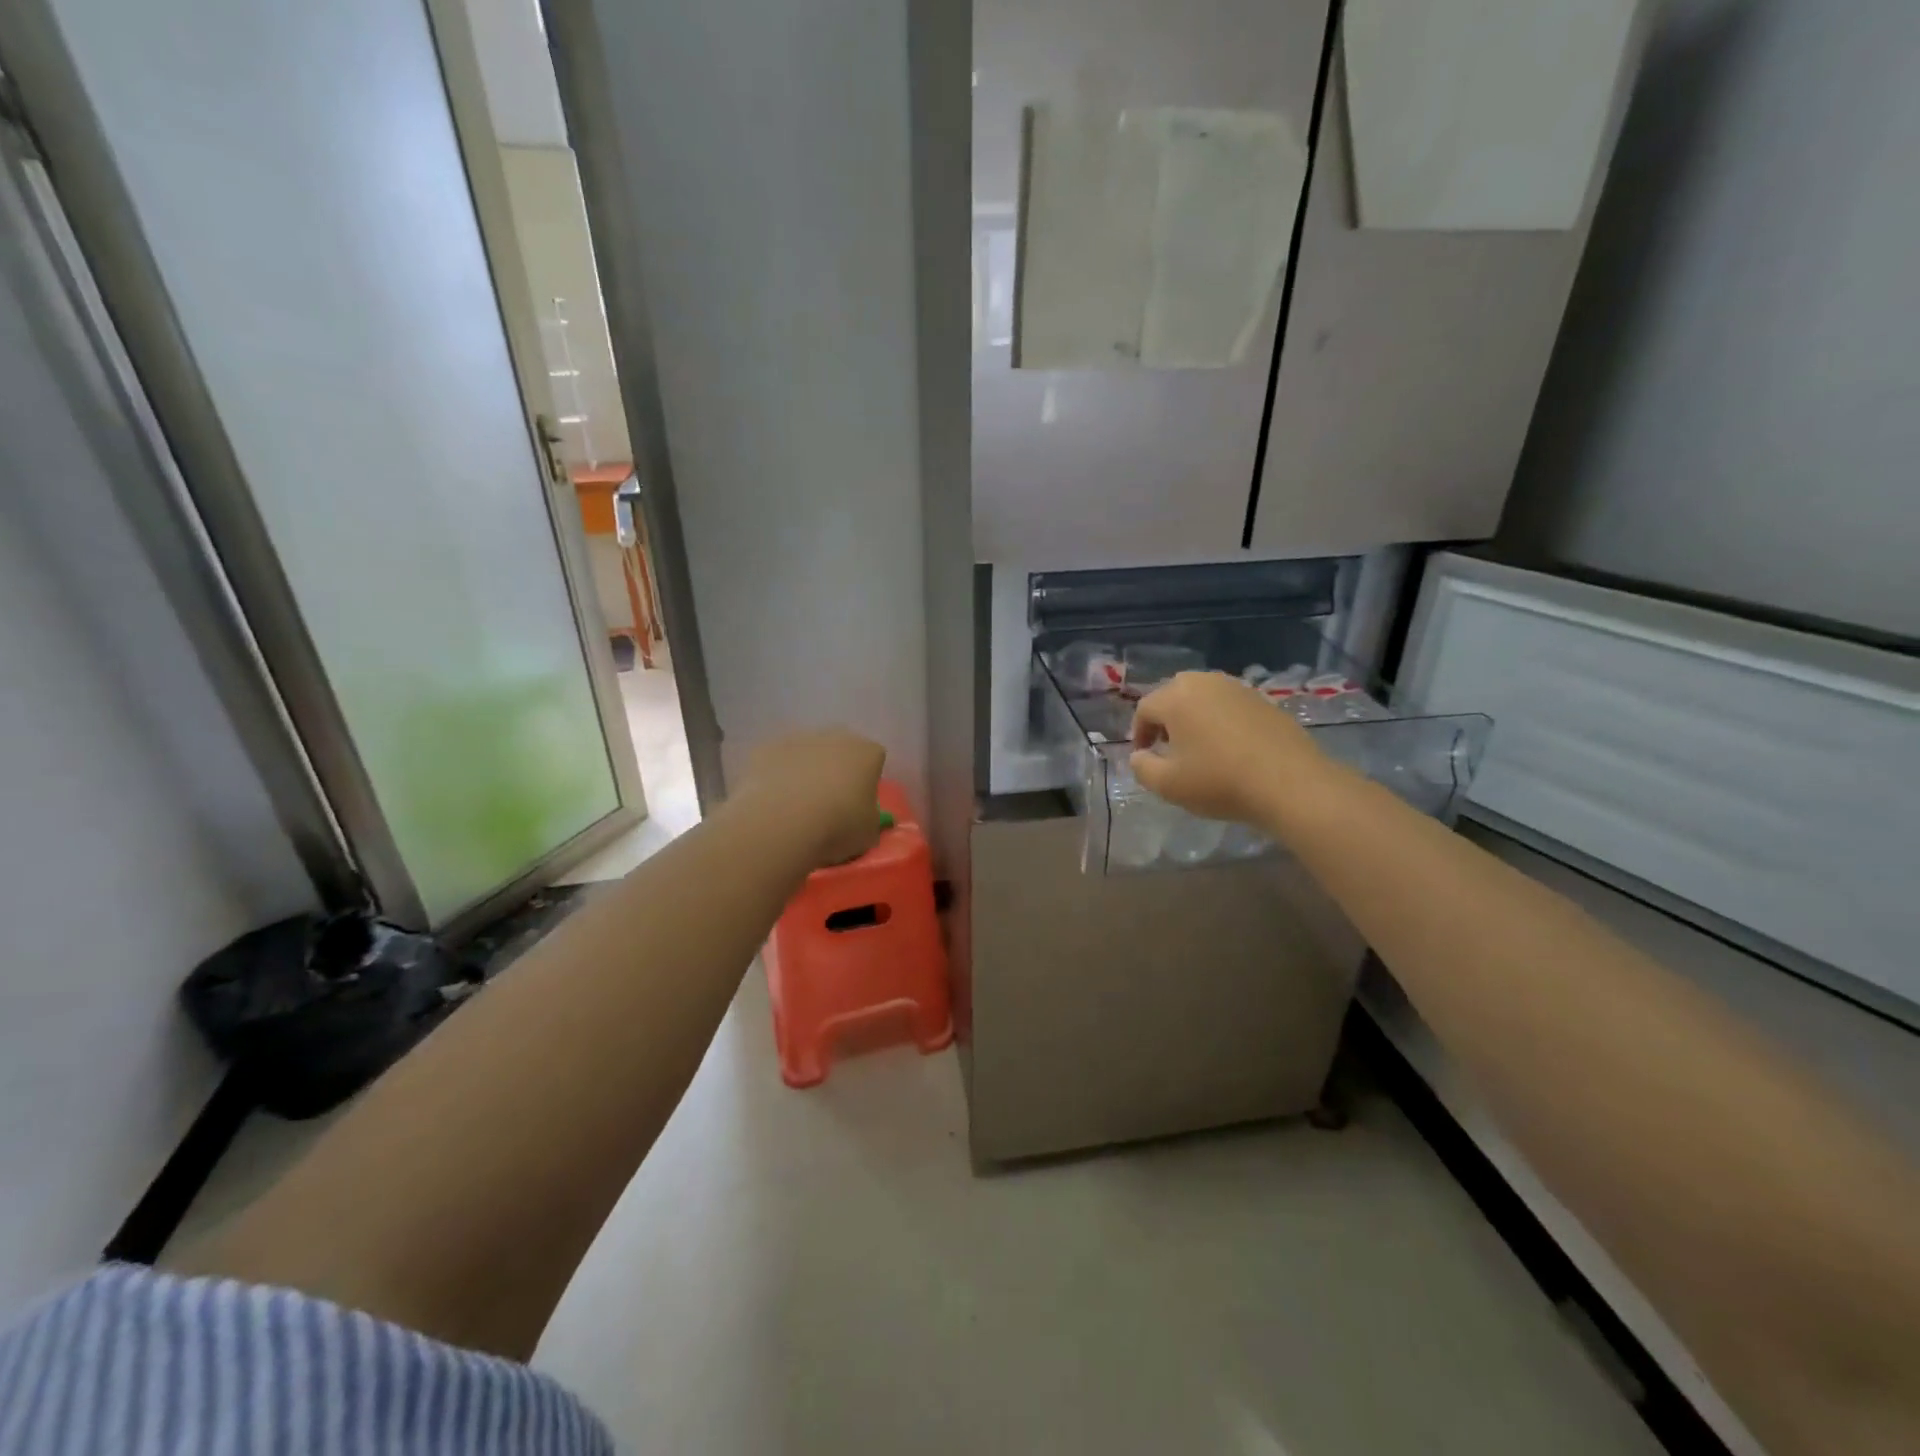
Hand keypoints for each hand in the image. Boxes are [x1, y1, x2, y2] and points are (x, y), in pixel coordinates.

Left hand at [736, 729, 887, 868]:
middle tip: (829, 801)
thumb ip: (870, 820)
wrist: (782, 822)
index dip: (868, 780)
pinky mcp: (766, 748)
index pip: (874, 758)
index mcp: (867, 753)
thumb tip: (864, 818)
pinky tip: (772, 801)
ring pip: (807, 752)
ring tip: (796, 804)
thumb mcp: (868, 834)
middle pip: (840, 749)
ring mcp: (798, 739)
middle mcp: (835, 737)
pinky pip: (777, 761)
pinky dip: (777, 776)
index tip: (860, 802)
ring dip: (805, 770)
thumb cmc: (837, 827)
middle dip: (837, 768)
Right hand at [1130, 671, 1334, 826]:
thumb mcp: (1167, 785)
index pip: (1145, 709)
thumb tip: (1139, 755)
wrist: (1290, 783)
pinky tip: (1230, 747)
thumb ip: (1142, 767)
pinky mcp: (1263, 699)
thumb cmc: (1219, 781)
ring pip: (1203, 698)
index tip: (1145, 757)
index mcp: (1176, 697)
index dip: (1139, 733)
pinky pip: (1229, 705)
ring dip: (1194, 718)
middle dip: (1166, 720)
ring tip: (1199, 747)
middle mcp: (1204, 682)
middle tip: (1169, 748)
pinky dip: (1221, 721)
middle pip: (1173, 696)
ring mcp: (1237, 688)